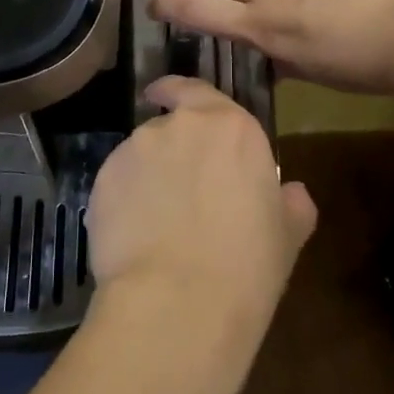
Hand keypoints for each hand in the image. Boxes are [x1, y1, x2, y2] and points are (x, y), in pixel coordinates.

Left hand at [87, 76, 316, 343]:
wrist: (177, 303)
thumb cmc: (246, 266)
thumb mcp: (287, 235)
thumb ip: (291, 203)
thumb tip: (292, 193)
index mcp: (231, 128)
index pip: (197, 90)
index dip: (180, 93)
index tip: (167, 96)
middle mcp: (179, 126)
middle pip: (170, 126)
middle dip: (173, 150)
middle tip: (183, 190)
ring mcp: (136, 150)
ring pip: (141, 154)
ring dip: (148, 174)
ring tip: (157, 220)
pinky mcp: (102, 180)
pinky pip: (116, 182)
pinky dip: (124, 199)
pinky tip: (135, 236)